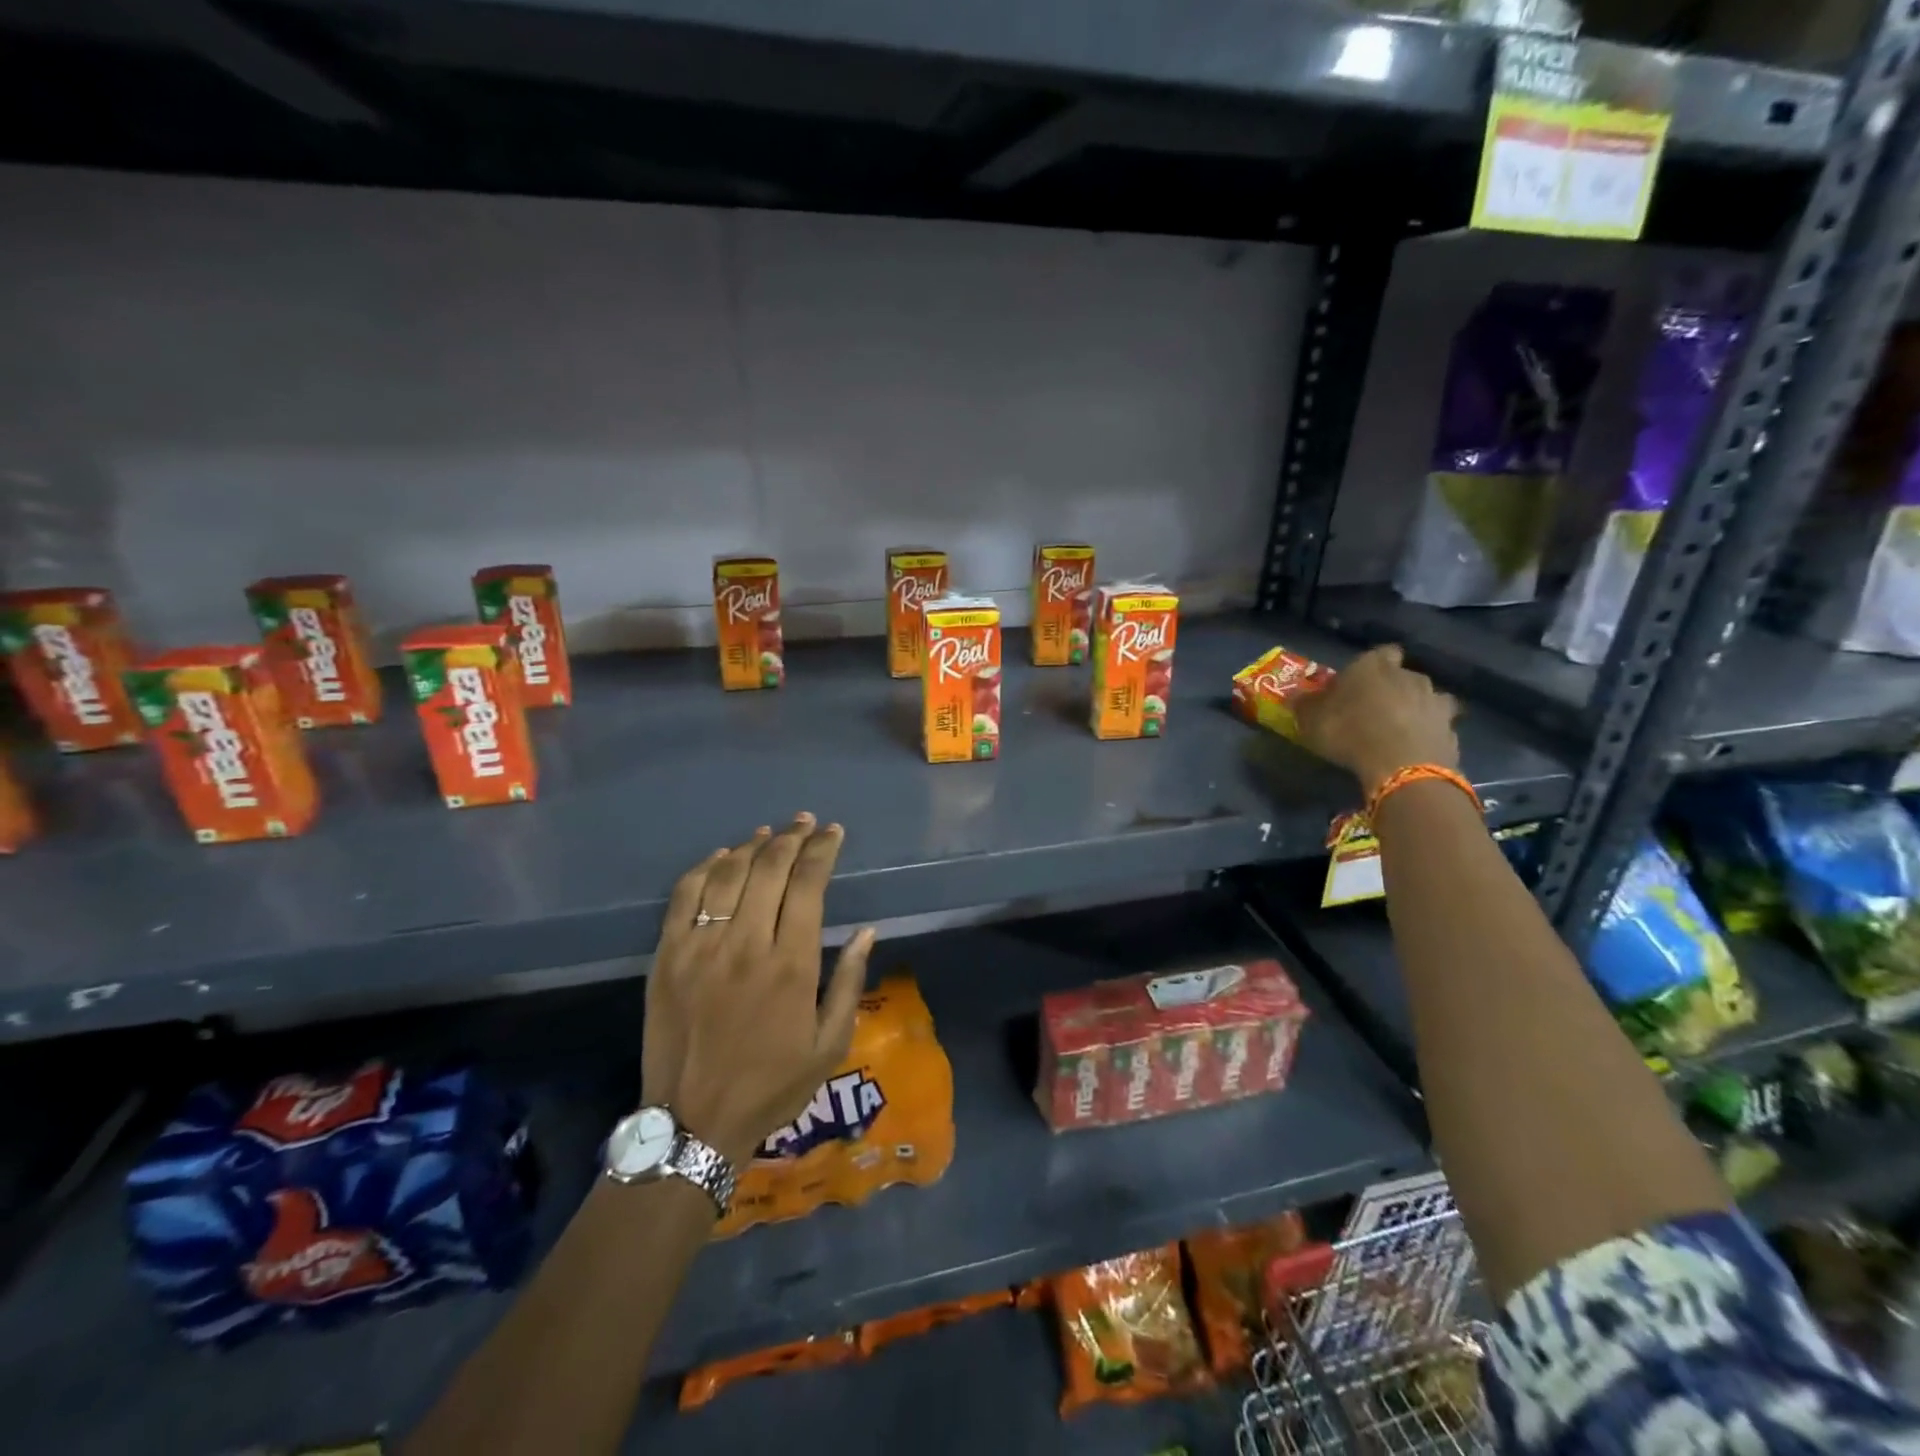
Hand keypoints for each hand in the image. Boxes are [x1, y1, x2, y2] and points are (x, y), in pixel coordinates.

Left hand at [642, 813, 875, 1166]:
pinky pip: (685, 894)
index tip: (833, 833)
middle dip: (792, 837)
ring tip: (770, 833)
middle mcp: (747, 944)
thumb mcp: (830, 1045)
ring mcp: (701, 947)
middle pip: (770, 868)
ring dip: (753, 845)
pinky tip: (722, 858)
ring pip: (729, 873)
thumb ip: (849, 982)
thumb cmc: (772, 1086)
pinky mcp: (667, 955)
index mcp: (791, 965)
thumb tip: (867, 931)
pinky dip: (706, 867)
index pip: (808, 884)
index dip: (822, 850)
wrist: (693, 1123)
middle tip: (805, 823)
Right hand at [1295, 644, 1460, 797]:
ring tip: (1399, 730)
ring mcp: (1435, 702)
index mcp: (1373, 665)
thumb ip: (1306, 704)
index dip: (1371, 666)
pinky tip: (1414, 749)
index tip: (1359, 682)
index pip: (1380, 652)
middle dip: (1393, 688)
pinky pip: (1438, 727)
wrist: (1401, 765)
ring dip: (1415, 709)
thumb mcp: (1311, 719)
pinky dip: (1428, 734)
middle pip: (1403, 675)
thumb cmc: (1348, 731)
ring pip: (1427, 699)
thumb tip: (1297, 696)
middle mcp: (1408, 676)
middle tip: (1375, 709)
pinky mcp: (1451, 729)